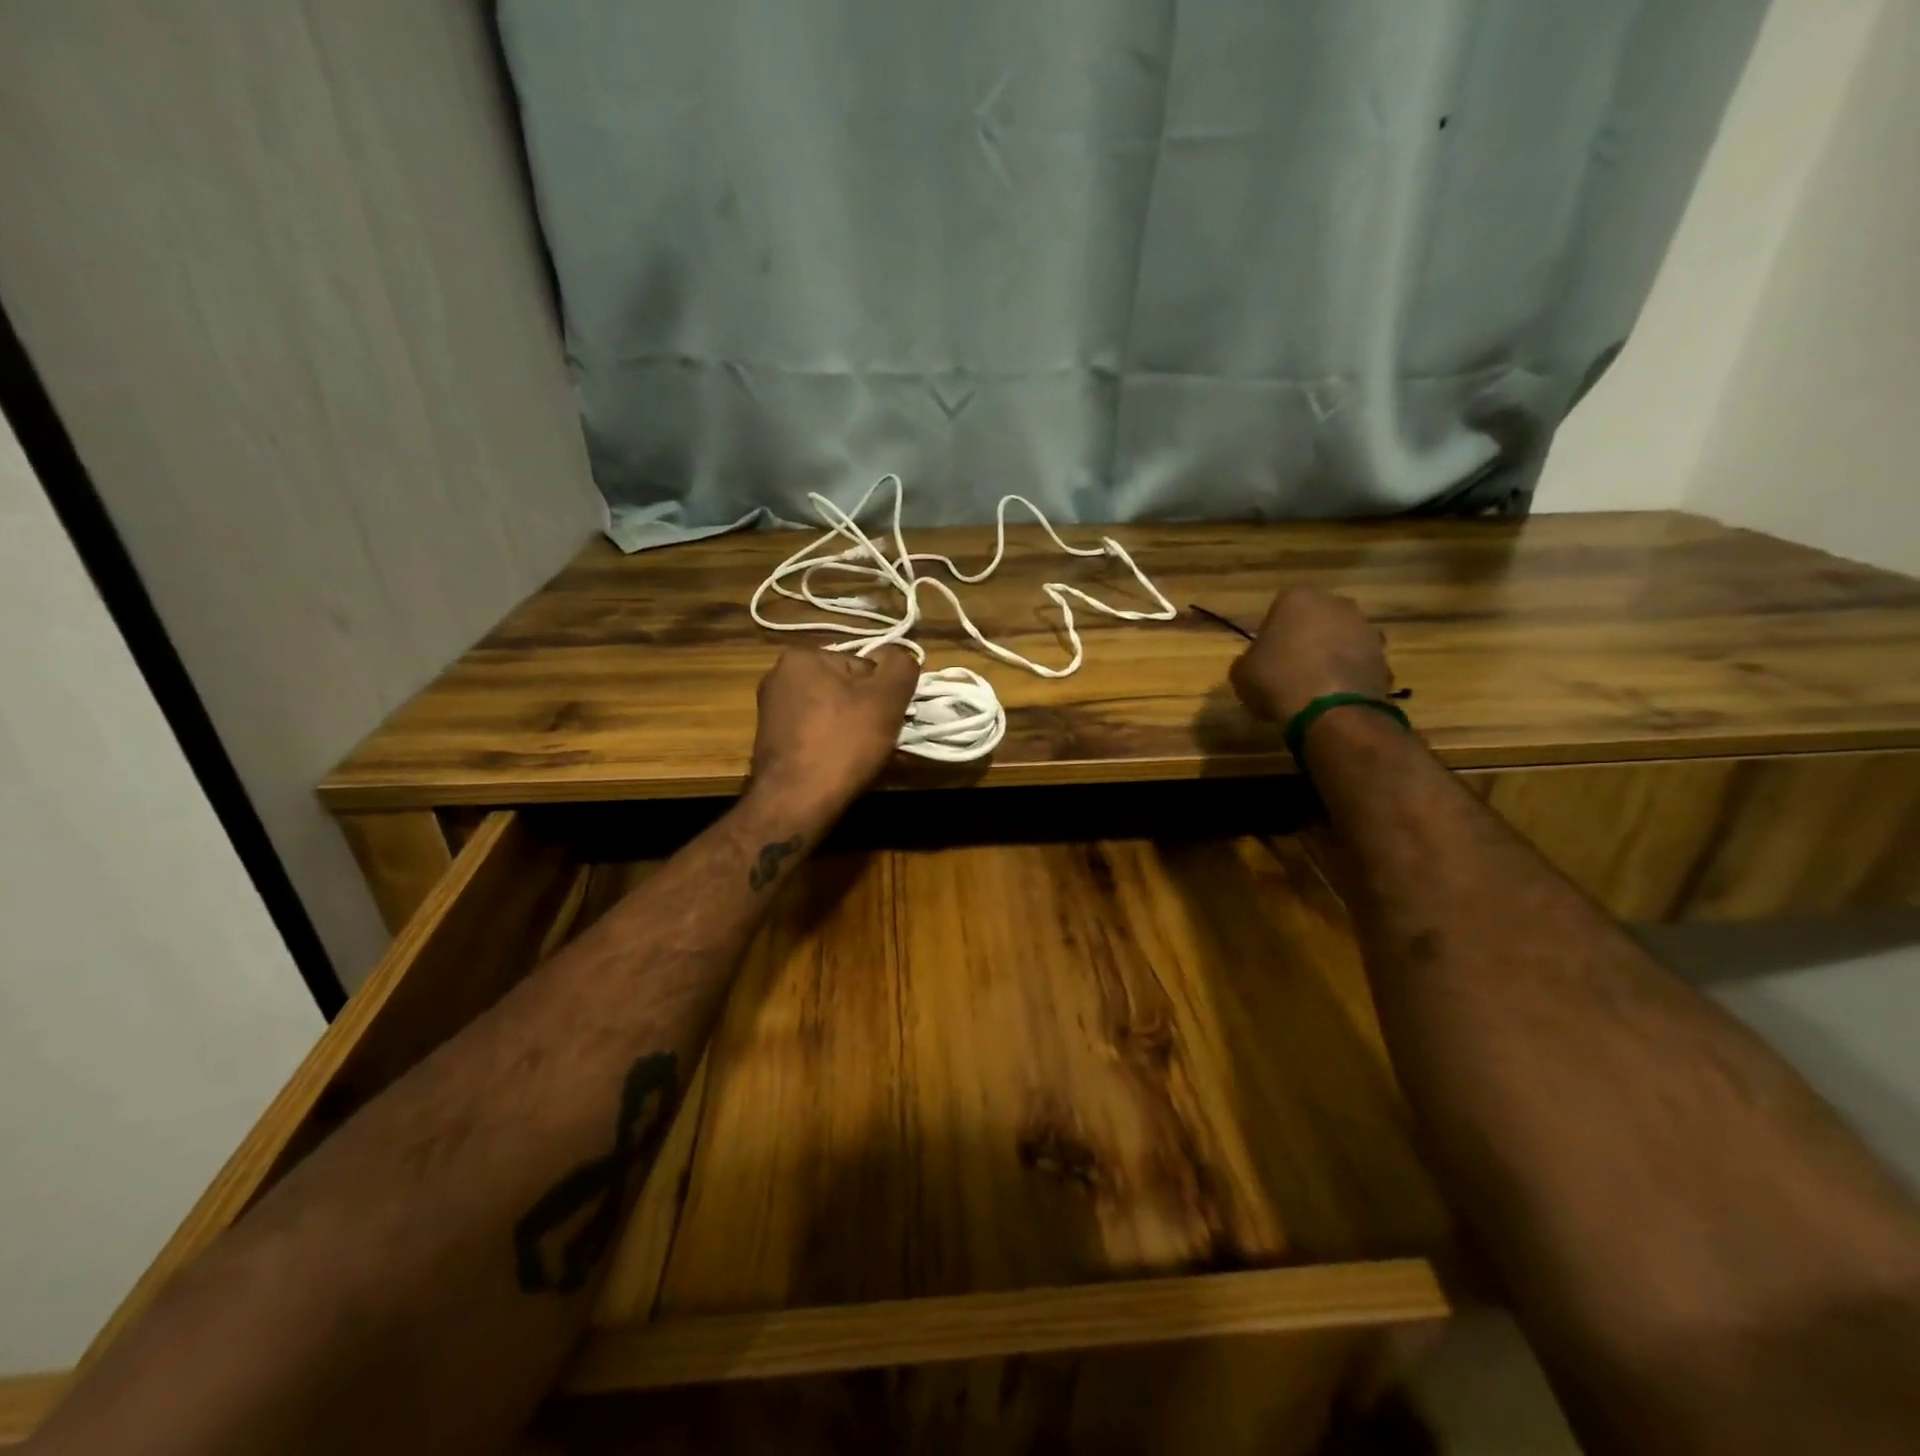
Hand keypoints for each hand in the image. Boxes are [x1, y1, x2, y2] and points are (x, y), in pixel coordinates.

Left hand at [749, 646, 918, 817]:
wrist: (795, 802)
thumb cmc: (842, 743)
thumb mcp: (886, 698)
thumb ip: (901, 667)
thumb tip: (898, 659)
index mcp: (802, 656)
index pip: (864, 666)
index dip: (884, 694)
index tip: (890, 720)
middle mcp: (779, 677)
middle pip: (847, 691)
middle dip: (869, 715)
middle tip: (882, 742)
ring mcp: (772, 711)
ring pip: (834, 716)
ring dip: (856, 733)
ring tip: (868, 760)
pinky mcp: (772, 741)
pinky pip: (817, 736)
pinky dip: (835, 747)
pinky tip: (845, 768)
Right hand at [1228, 587, 1392, 723]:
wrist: (1332, 711)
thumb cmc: (1278, 680)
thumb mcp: (1241, 673)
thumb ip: (1250, 659)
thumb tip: (1258, 663)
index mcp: (1297, 598)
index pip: (1278, 609)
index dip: (1271, 634)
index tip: (1266, 657)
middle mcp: (1336, 603)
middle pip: (1315, 620)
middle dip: (1305, 639)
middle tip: (1289, 668)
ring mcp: (1365, 628)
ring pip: (1340, 639)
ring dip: (1329, 656)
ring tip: (1313, 687)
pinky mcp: (1384, 656)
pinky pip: (1357, 662)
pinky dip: (1347, 675)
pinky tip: (1332, 697)